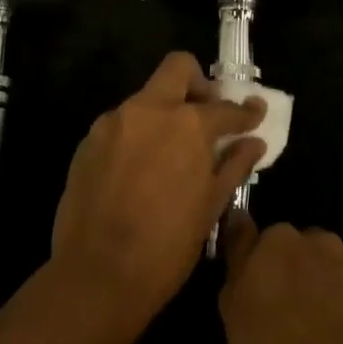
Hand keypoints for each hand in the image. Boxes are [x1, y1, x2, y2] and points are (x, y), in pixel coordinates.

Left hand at [50, 52, 265, 324]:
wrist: (96, 275)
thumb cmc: (166, 246)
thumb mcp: (210, 207)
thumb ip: (234, 165)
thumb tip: (254, 142)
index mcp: (187, 124)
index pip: (224, 107)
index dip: (244, 112)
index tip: (254, 113)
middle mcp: (149, 109)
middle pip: (177, 68)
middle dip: (198, 83)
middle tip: (207, 113)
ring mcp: (114, 121)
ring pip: (146, 97)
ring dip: (165, 112)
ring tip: (172, 151)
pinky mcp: (89, 140)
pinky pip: (121, 124)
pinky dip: (138, 134)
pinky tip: (140, 170)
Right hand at [219, 214, 342, 343]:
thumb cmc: (273, 341)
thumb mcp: (231, 310)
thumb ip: (236, 271)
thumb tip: (239, 238)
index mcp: (275, 237)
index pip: (251, 233)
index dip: (247, 256)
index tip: (245, 279)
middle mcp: (313, 241)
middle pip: (292, 249)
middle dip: (285, 270)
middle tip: (274, 309)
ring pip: (321, 272)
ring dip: (314, 290)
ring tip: (305, 332)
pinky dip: (335, 313)